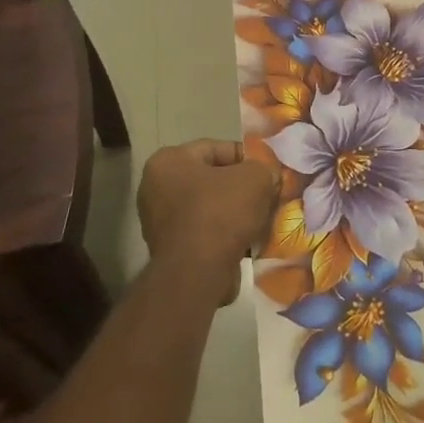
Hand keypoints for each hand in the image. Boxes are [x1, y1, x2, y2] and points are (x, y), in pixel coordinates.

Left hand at [137, 139, 276, 302]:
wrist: (197, 274)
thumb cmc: (220, 213)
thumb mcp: (255, 178)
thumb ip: (264, 169)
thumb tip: (268, 177)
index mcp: (168, 161)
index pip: (215, 148)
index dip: (247, 158)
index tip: (267, 172)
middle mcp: (156, 188)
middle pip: (211, 179)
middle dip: (241, 187)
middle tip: (267, 195)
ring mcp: (159, 221)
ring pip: (210, 207)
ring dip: (235, 212)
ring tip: (261, 220)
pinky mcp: (169, 250)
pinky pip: (204, 232)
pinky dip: (225, 235)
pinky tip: (248, 241)